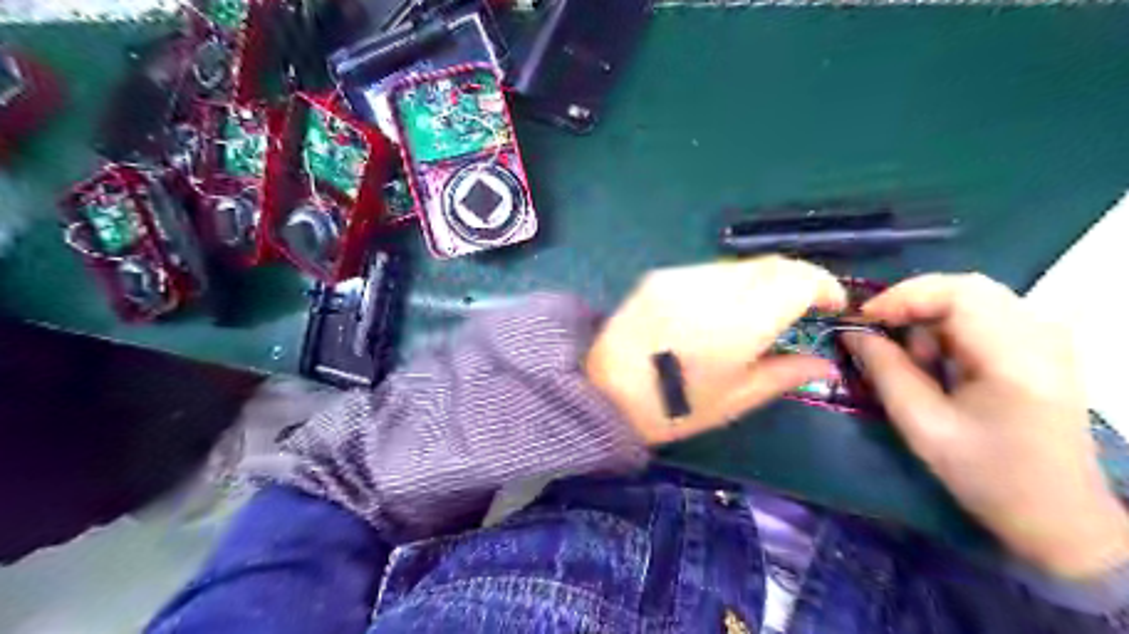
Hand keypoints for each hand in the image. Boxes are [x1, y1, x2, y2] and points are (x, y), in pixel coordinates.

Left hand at [591, 255, 845, 443]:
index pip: (796, 280)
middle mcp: (710, 289)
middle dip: (798, 280)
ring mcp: (681, 277)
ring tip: (764, 312)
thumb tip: (827, 364)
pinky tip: (724, 309)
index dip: (824, 285)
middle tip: (805, 308)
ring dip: (764, 280)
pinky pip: (711, 270)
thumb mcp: (733, 400)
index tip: (833, 305)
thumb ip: (784, 374)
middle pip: (771, 264)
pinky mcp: (660, 275)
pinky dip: (732, 282)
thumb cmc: (670, 408)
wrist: (602, 391)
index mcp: (735, 324)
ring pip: (742, 265)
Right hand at [846, 272, 1128, 578]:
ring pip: (974, 296)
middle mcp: (1042, 337)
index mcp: (1017, 360)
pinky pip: (985, 313)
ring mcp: (1049, 338)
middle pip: (967, 287)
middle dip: (911, 302)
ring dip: (928, 316)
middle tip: (876, 330)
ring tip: (909, 356)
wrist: (1058, 514)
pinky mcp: (1043, 346)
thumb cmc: (987, 476)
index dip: (903, 297)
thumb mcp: (922, 426)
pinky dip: (947, 326)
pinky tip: (936, 358)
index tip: (863, 320)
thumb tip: (852, 333)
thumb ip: (885, 371)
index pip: (959, 294)